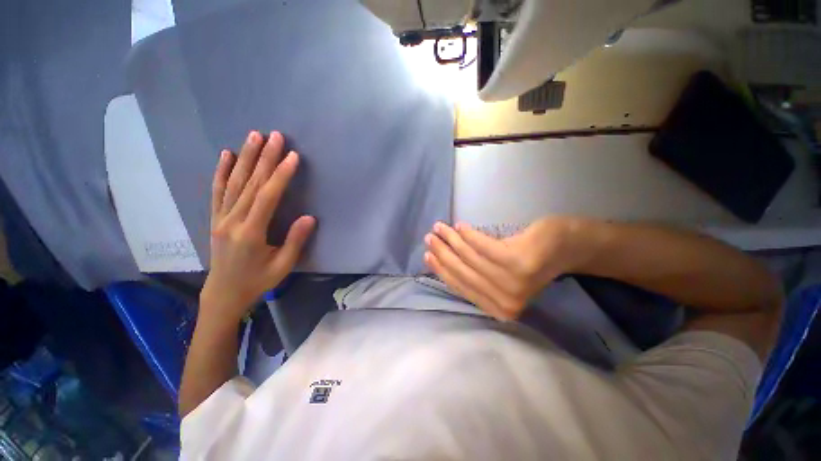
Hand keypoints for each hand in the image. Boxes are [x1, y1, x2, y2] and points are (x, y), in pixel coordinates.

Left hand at [201, 130, 315, 323]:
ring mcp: (220, 217)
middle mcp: (232, 220)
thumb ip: (295, 241)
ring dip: (245, 157)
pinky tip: (225, 155)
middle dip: (264, 158)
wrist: (224, 293)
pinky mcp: (215, 218)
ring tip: (253, 136)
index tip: (292, 157)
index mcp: (251, 232)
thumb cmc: (258, 281)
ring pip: (233, 182)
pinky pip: (217, 191)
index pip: (267, 197)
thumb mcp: (283, 266)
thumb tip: (309, 217)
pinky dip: (221, 171)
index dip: (280, 175)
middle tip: (274, 136)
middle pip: (250, 184)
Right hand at [424, 218, 589, 320]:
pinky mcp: (518, 262)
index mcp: (499, 309)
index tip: (428, 255)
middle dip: (442, 253)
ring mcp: (513, 284)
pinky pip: (483, 246)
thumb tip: (444, 264)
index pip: (461, 286)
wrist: (567, 248)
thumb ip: (476, 277)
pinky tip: (460, 226)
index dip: (441, 270)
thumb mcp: (499, 276)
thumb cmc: (529, 262)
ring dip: (451, 240)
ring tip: (440, 227)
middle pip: (462, 272)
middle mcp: (505, 302)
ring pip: (470, 257)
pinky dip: (469, 235)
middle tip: (430, 237)